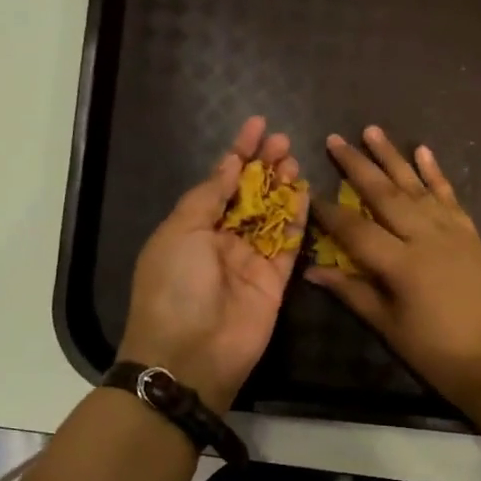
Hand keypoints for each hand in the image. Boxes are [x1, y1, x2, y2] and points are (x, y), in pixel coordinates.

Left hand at [118, 116, 306, 410]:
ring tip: (295, 159)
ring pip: (271, 216)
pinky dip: (298, 219)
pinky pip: (289, 244)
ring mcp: (250, 261)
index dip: (238, 152)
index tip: (257, 125)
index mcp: (192, 227)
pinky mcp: (275, 282)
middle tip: (284, 141)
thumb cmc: (174, 286)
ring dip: (282, 187)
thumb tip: (230, 163)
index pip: (219, 181)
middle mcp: (222, 241)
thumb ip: (209, 196)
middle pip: (248, 196)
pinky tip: (306, 193)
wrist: (190, 354)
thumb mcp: (180, 232)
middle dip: (264, 166)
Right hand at [306, 126, 480, 416]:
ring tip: (373, 130)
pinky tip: (424, 152)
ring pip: (416, 186)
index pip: (355, 229)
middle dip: (357, 166)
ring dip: (393, 157)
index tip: (307, 192)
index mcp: (401, 264)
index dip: (328, 212)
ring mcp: (452, 232)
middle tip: (335, 139)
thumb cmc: (439, 353)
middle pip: (384, 194)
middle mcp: (425, 237)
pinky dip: (436, 174)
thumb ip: (353, 293)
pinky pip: (450, 197)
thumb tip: (313, 271)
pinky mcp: (471, 236)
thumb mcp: (390, 328)